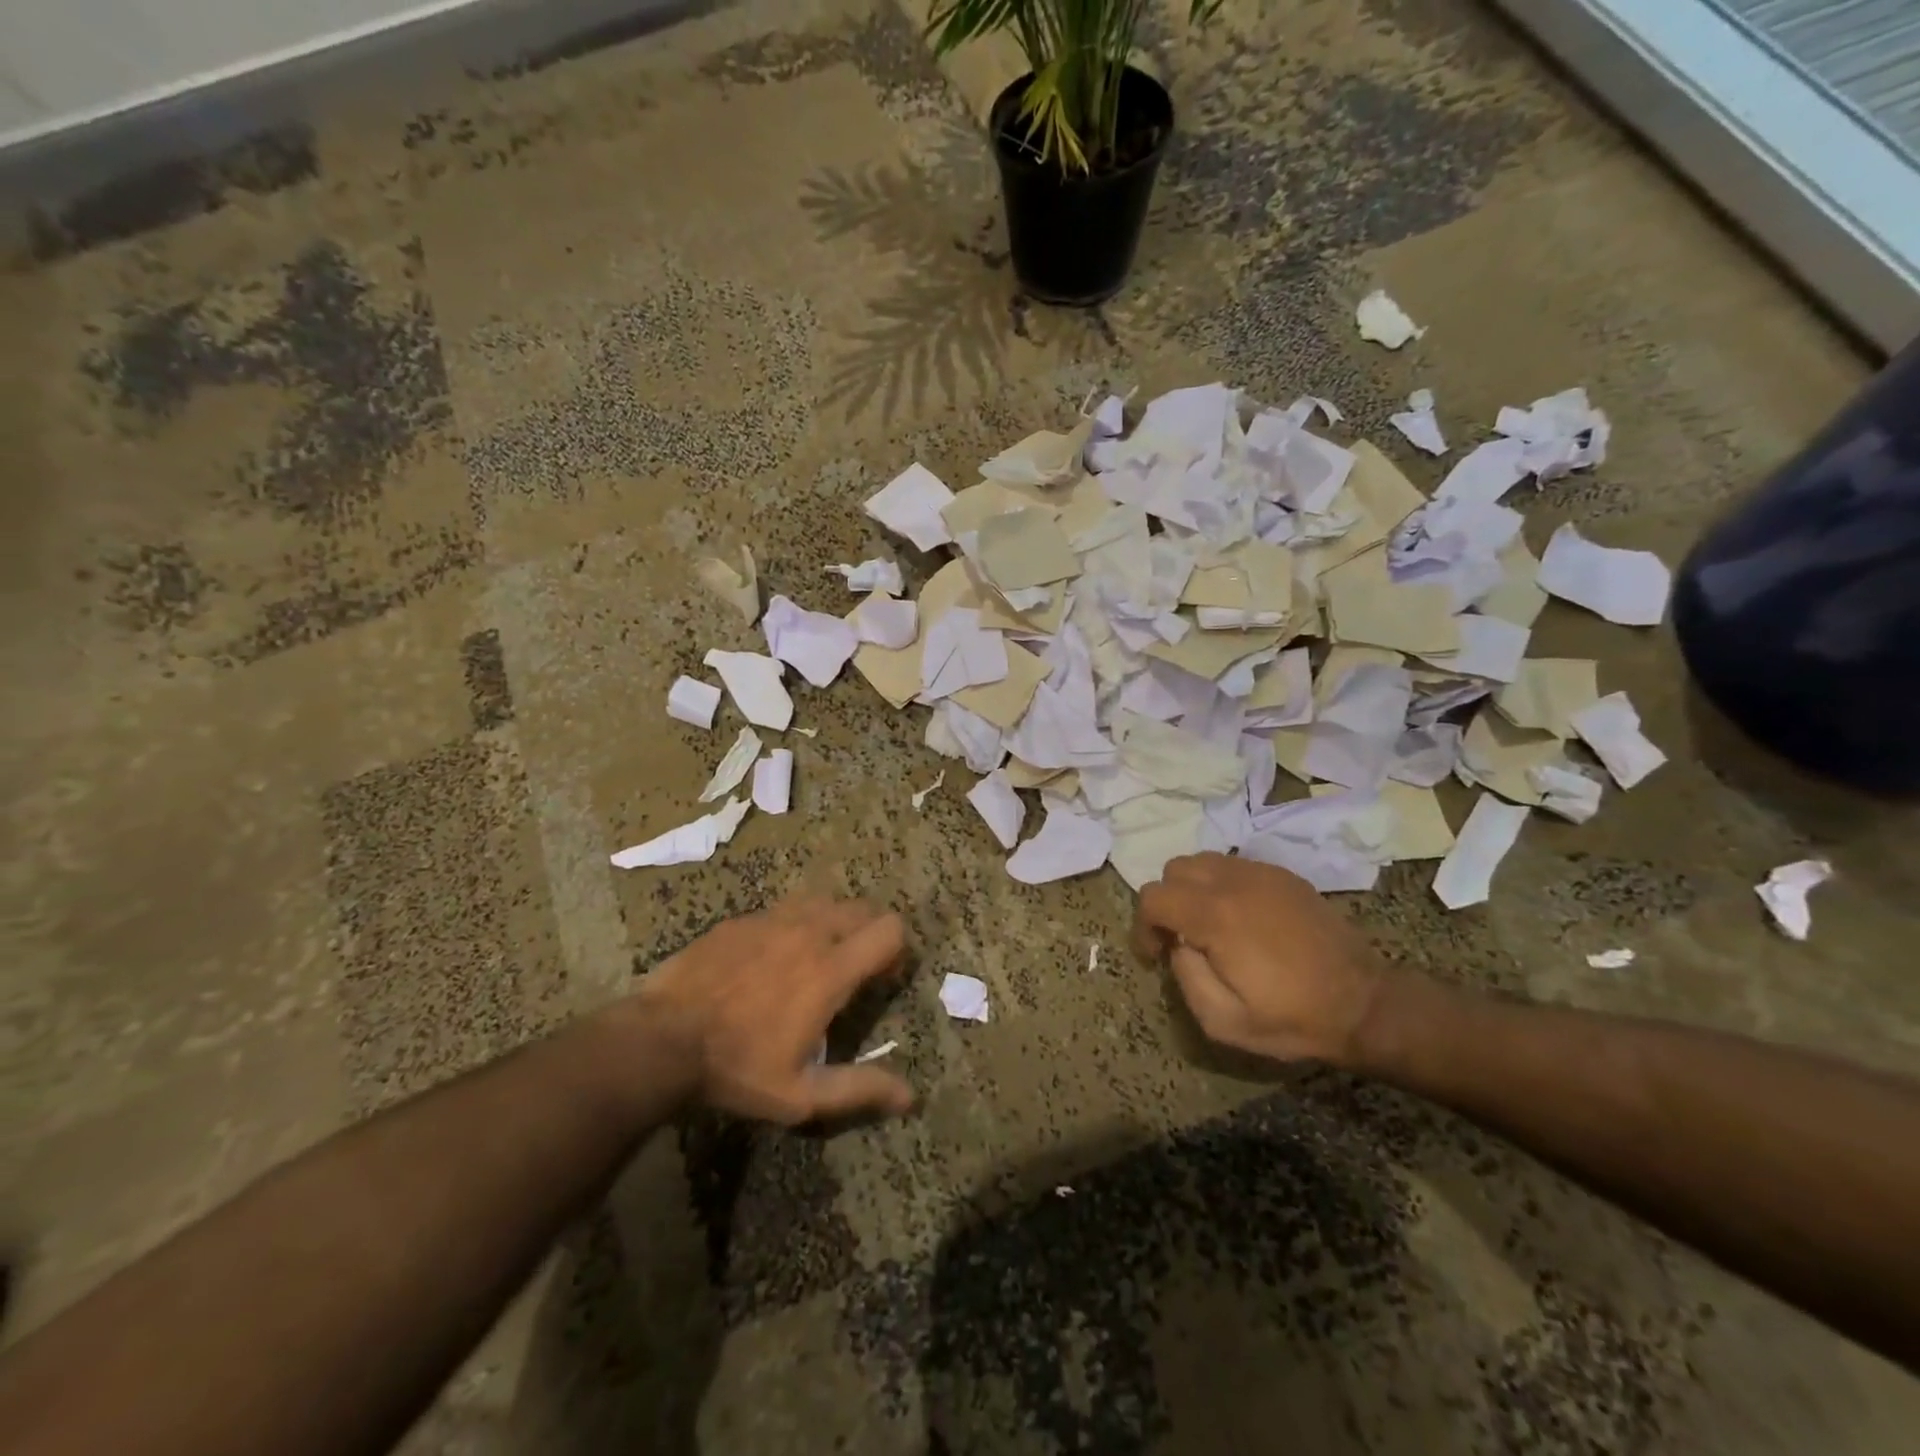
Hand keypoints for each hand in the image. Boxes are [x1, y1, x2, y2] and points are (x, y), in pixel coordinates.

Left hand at [631, 895, 914, 1123]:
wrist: (660, 1041)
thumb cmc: (736, 1069)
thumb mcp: (800, 1095)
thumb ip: (858, 1089)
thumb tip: (910, 1097)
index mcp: (830, 970)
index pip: (889, 929)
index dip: (897, 951)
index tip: (882, 979)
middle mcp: (808, 932)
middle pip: (862, 909)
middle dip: (869, 933)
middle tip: (853, 970)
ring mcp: (771, 920)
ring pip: (823, 902)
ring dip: (833, 923)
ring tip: (815, 959)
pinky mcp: (741, 920)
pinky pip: (783, 910)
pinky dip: (793, 926)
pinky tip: (770, 960)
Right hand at [1134, 854, 1388, 1065]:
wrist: (1364, 1004)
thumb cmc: (1292, 1018)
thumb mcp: (1223, 1021)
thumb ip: (1186, 977)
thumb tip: (1178, 946)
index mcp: (1215, 915)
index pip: (1154, 897)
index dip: (1142, 925)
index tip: (1155, 955)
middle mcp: (1234, 882)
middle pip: (1174, 869)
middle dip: (1166, 902)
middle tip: (1179, 938)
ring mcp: (1262, 873)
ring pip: (1203, 861)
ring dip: (1192, 889)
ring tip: (1206, 925)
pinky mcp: (1284, 876)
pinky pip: (1234, 866)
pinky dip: (1222, 885)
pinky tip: (1239, 918)